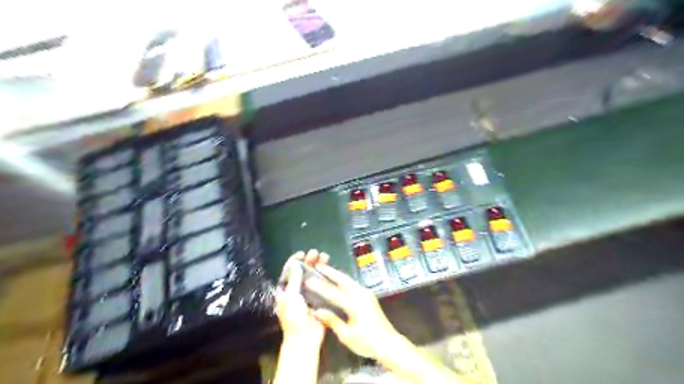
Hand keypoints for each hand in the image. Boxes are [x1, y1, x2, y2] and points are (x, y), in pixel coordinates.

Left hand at [275, 250, 329, 346]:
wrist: (305, 339)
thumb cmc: (294, 317)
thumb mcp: (291, 296)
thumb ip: (294, 279)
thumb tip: (296, 263)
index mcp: (285, 290)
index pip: (288, 271)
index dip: (294, 261)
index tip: (302, 254)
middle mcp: (296, 290)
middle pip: (302, 271)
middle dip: (308, 261)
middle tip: (315, 253)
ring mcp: (308, 294)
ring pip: (313, 276)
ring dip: (318, 266)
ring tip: (325, 257)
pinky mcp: (319, 299)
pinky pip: (322, 285)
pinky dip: (325, 276)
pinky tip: (330, 270)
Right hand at [306, 266, 401, 357]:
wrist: (388, 343)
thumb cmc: (367, 342)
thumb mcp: (346, 335)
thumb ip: (332, 320)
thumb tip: (317, 311)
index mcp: (355, 304)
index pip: (333, 293)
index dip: (320, 286)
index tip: (309, 280)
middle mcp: (361, 295)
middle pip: (343, 280)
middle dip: (330, 272)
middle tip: (318, 265)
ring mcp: (366, 293)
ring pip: (349, 280)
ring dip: (337, 274)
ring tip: (326, 270)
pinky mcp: (369, 295)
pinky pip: (353, 284)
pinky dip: (344, 280)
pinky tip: (338, 281)